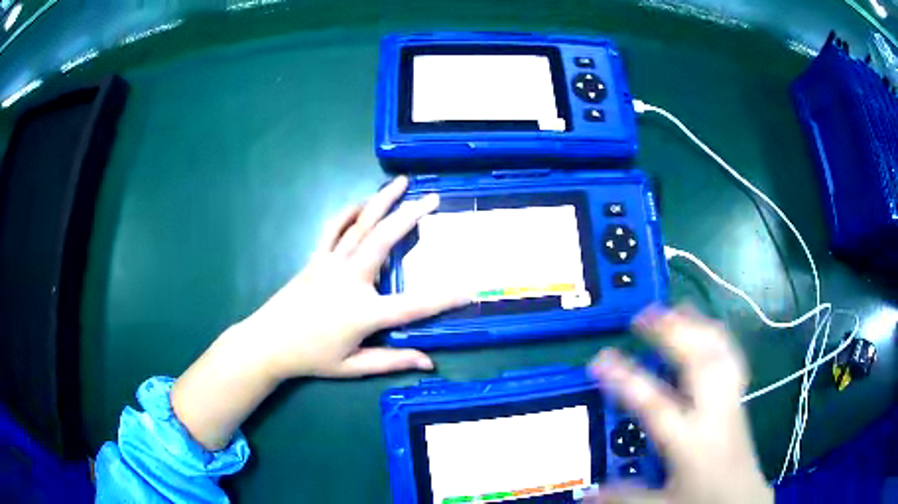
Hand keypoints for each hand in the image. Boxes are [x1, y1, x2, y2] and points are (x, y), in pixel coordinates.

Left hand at [239, 176, 467, 378]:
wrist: (268, 342)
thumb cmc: (312, 358)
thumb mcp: (354, 366)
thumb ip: (392, 362)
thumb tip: (429, 362)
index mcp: (363, 312)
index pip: (413, 305)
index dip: (445, 298)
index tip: (470, 288)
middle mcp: (349, 279)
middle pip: (385, 241)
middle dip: (411, 216)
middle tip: (433, 198)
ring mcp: (330, 263)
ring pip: (361, 225)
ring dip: (382, 201)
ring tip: (401, 183)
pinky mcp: (316, 258)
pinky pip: (333, 228)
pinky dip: (348, 211)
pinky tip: (362, 202)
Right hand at [588, 305, 772, 503]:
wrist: (743, 499)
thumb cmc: (703, 500)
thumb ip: (625, 497)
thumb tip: (587, 493)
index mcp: (691, 441)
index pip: (656, 404)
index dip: (627, 378)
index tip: (600, 358)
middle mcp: (715, 413)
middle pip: (700, 361)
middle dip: (674, 332)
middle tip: (644, 315)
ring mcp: (731, 400)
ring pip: (720, 351)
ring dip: (697, 325)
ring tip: (674, 309)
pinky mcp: (738, 398)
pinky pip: (730, 356)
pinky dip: (716, 336)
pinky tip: (704, 328)